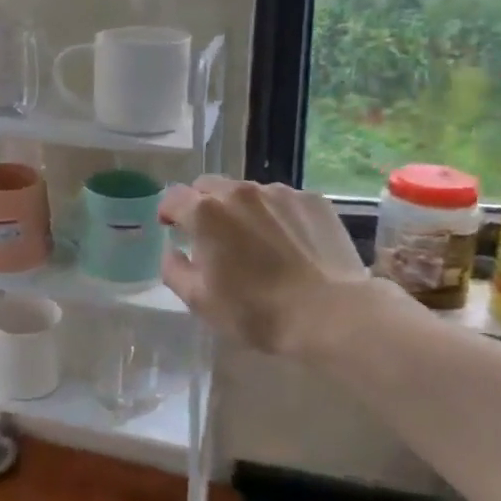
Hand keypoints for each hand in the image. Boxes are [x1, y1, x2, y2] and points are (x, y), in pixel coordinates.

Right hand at [160, 177, 390, 358]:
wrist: (331, 314)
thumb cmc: (256, 310)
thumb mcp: (199, 300)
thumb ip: (174, 269)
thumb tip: (172, 251)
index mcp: (205, 212)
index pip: (174, 197)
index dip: (169, 212)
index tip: (172, 228)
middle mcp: (239, 192)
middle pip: (208, 186)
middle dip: (202, 204)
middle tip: (211, 234)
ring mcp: (279, 193)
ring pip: (247, 191)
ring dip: (240, 208)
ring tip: (253, 238)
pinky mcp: (312, 200)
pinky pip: (282, 200)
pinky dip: (275, 214)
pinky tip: (287, 241)